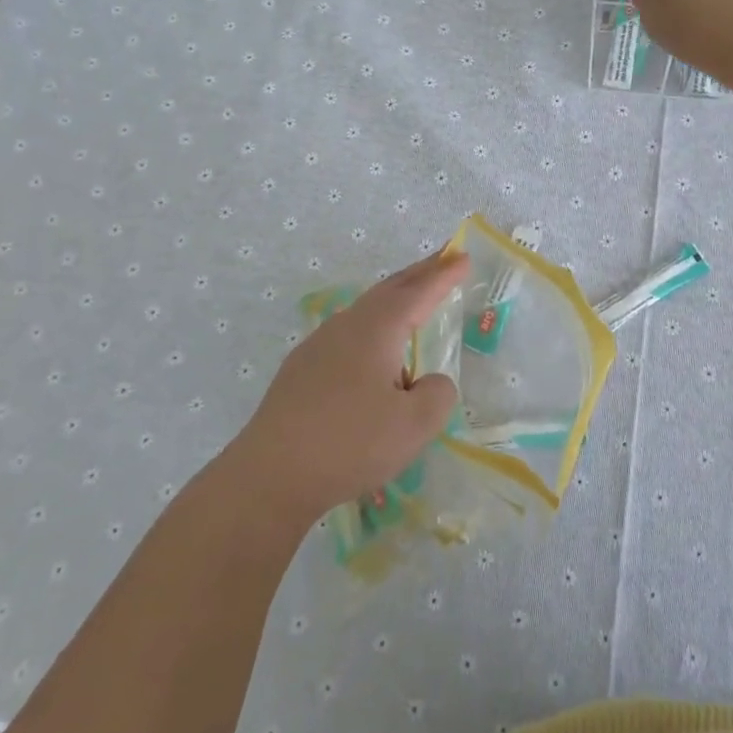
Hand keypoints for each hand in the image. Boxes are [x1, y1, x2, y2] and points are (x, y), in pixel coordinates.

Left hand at [225, 251, 467, 527]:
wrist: (269, 477)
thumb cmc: (349, 445)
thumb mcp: (414, 425)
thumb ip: (436, 394)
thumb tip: (427, 381)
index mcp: (376, 329)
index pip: (418, 291)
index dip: (443, 275)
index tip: (463, 256)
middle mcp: (345, 327)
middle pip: (388, 290)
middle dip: (419, 274)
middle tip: (443, 260)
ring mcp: (317, 347)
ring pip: (365, 312)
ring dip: (393, 301)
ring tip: (413, 304)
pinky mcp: (300, 372)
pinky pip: (347, 337)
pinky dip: (372, 330)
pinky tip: (373, 358)